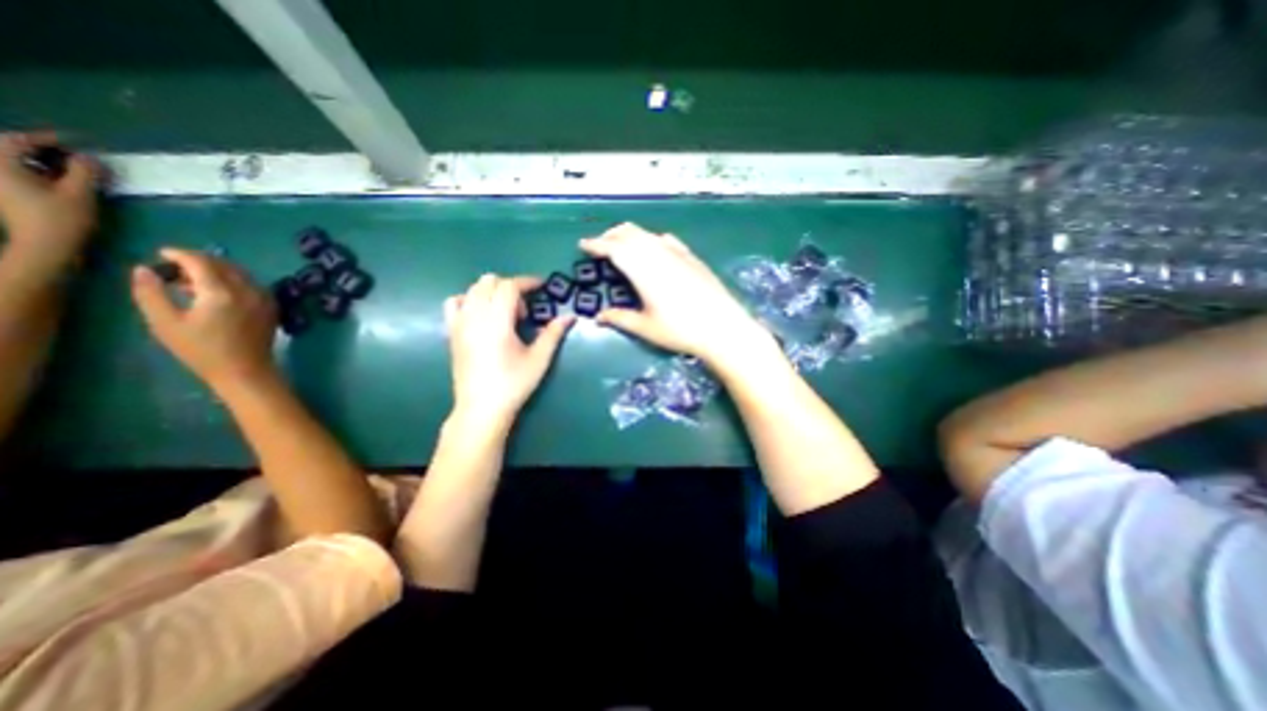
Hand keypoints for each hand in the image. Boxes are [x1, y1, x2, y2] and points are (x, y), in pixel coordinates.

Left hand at [0, 130, 98, 267]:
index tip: (76, 142)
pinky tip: (54, 180)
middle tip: (72, 155)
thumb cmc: (61, 218)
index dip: (48, 138)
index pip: (18, 140)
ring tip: (67, 168)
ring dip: (37, 161)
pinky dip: (33, 171)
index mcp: (2, 163)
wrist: (43, 245)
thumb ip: (84, 172)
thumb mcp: (80, 194)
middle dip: (39, 148)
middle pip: (8, 148)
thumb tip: (88, 158)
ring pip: (11, 161)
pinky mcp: (3, 194)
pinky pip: (14, 173)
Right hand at [130, 248, 278, 393]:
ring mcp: (264, 298)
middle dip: (198, 261)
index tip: (161, 254)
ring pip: (240, 274)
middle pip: (224, 265)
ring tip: (190, 282)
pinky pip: (251, 285)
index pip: (202, 262)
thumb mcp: (165, 322)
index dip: (180, 254)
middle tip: (174, 270)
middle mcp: (248, 290)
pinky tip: (215, 292)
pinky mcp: (271, 307)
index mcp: (222, 292)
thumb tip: (144, 269)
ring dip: (216, 271)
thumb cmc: (202, 350)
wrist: (246, 369)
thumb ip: (151, 293)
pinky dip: (233, 281)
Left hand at [446, 274, 574, 423]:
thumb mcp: (539, 359)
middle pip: (490, 282)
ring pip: (472, 289)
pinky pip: (455, 303)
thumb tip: (570, 316)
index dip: (527, 281)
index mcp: (497, 321)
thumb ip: (553, 333)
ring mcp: (459, 323)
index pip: (509, 286)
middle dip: (510, 287)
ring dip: (491, 291)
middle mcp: (475, 316)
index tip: (542, 285)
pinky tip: (481, 314)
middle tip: (524, 310)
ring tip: (504, 312)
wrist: (481, 408)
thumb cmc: (514, 384)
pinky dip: (469, 299)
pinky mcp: (452, 332)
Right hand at [580, 223, 770, 366]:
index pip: (613, 248)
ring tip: (623, 247)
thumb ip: (620, 318)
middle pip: (628, 234)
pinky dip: (652, 239)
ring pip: (647, 234)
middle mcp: (657, 252)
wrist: (722, 326)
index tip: (583, 245)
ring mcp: (677, 252)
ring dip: (630, 236)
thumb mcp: (645, 327)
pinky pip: (665, 239)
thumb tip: (599, 317)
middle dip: (611, 236)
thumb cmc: (679, 329)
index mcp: (641, 267)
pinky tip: (655, 248)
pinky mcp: (691, 256)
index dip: (596, 244)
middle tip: (600, 246)